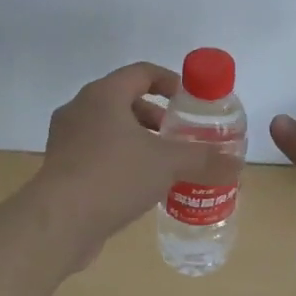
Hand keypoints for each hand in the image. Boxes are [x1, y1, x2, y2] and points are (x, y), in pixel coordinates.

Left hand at [32, 62, 238, 257]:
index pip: (141, 72)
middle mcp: (80, 109)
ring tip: (164, 164)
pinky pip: (96, 153)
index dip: (169, 81)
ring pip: (109, 129)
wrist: (58, 223)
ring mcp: (66, 139)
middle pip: (125, 100)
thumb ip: (203, 158)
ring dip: (138, 140)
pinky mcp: (60, 168)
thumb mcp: (167, 163)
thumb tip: (237, 161)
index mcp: (103, 94)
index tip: (189, 101)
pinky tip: (140, 186)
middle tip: (179, 136)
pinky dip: (120, 160)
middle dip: (155, 116)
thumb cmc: (114, 176)